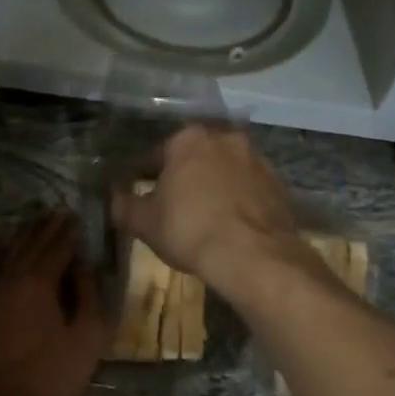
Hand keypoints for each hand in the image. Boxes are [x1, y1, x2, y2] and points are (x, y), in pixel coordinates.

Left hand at [0, 210, 108, 395]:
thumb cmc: (53, 374)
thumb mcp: (89, 336)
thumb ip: (89, 294)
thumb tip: (83, 265)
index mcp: (40, 282)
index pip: (58, 247)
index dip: (70, 232)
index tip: (79, 218)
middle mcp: (11, 277)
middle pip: (32, 243)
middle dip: (48, 226)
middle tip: (60, 212)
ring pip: (7, 252)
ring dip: (24, 234)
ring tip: (37, 221)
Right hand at [110, 125, 305, 295]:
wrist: (253, 256)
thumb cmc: (189, 229)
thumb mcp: (144, 222)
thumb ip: (124, 206)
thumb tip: (115, 199)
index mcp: (189, 139)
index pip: (157, 154)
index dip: (145, 176)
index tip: (141, 197)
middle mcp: (225, 139)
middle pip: (195, 158)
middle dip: (184, 177)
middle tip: (173, 206)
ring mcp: (257, 160)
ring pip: (225, 171)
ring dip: (214, 187)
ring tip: (204, 218)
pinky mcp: (279, 185)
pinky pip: (249, 190)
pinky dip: (238, 202)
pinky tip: (230, 227)